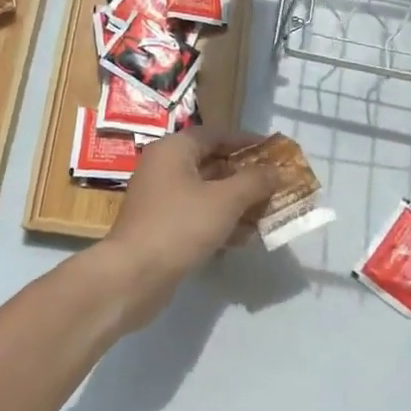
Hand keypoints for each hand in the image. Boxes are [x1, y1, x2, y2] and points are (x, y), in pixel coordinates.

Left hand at [94, 128, 281, 331]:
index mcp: (174, 149)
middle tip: (276, 185)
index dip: (247, 142)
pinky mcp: (161, 226)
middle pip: (212, 163)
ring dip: (237, 202)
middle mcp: (164, 168)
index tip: (275, 151)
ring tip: (268, 213)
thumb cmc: (180, 225)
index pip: (216, 135)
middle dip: (246, 176)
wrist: (133, 275)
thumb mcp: (225, 200)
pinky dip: (220, 221)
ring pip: (207, 192)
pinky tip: (244, 238)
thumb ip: (254, 181)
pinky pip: (197, 215)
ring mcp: (160, 198)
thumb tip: (276, 170)